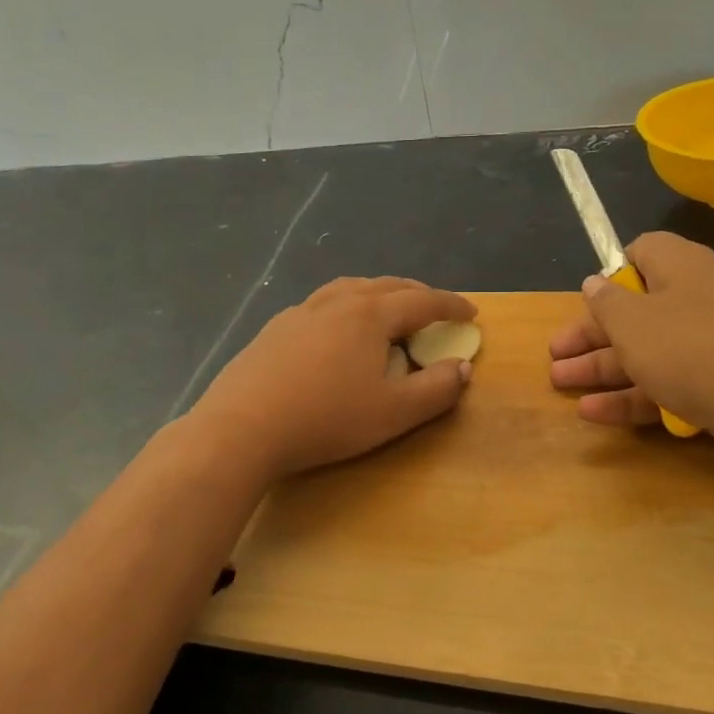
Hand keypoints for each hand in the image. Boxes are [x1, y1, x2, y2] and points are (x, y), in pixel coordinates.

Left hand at [190, 277, 476, 479]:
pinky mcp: (274, 330)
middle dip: (416, 294)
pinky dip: (344, 307)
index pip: (422, 301)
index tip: (471, 313)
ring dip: (377, 294)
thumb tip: (463, 368)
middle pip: (385, 286)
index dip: (450, 305)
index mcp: (370, 315)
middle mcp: (336, 302)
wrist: (242, 427)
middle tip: (435, 308)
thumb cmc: (326, 418)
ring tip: (387, 309)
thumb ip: (436, 389)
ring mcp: (300, 312)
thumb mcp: (394, 412)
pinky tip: (335, 331)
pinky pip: (321, 305)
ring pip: (349, 289)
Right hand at [548, 233, 713, 490]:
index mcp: (683, 269)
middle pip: (637, 311)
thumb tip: (595, 283)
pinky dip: (633, 398)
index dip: (611, 274)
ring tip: (561, 384)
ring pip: (649, 353)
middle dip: (592, 334)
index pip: (643, 253)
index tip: (586, 301)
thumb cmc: (699, 351)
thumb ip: (608, 304)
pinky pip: (669, 387)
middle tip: (555, 356)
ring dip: (603, 369)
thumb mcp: (636, 324)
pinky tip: (594, 414)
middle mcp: (700, 302)